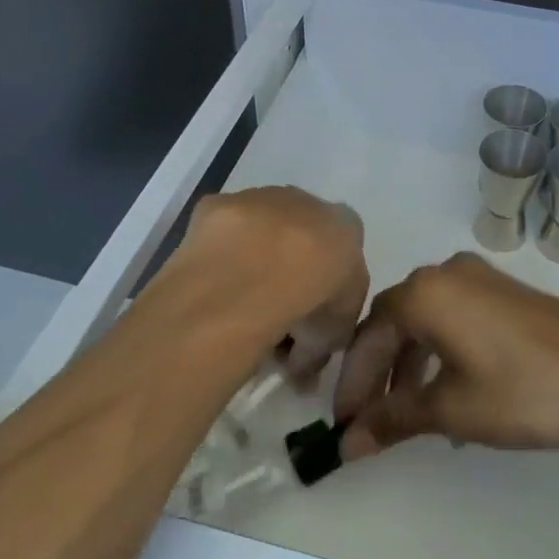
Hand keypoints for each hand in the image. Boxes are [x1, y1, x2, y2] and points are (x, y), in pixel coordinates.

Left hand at [181, 187, 369, 372]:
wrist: (258, 275)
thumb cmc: (313, 300)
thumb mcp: (336, 333)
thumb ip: (326, 338)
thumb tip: (304, 360)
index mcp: (345, 225)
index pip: (342, 252)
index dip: (326, 287)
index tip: (310, 319)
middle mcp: (305, 201)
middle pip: (300, 235)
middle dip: (290, 268)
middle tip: (274, 313)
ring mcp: (259, 198)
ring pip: (259, 230)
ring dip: (252, 258)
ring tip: (236, 304)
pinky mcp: (217, 204)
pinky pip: (221, 235)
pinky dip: (218, 256)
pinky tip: (212, 286)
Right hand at [333, 252, 558, 458]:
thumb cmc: (524, 390)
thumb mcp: (453, 409)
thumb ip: (395, 419)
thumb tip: (347, 444)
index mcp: (425, 292)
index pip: (368, 334)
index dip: (352, 381)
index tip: (342, 423)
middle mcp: (448, 274)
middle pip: (395, 323)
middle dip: (378, 373)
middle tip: (367, 421)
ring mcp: (482, 280)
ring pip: (427, 322)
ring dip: (410, 366)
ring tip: (406, 416)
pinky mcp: (507, 295)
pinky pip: (456, 320)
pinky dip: (441, 355)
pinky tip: (448, 396)